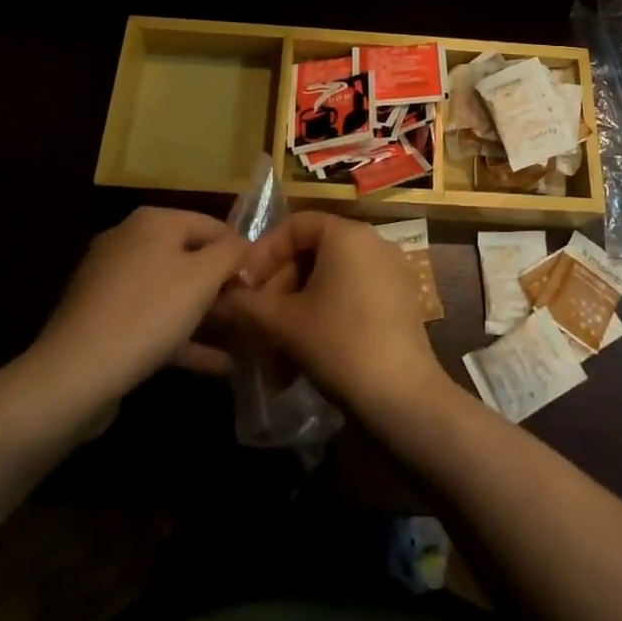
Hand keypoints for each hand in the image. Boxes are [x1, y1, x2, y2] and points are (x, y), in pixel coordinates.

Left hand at [18, 207, 248, 424]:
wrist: (73, 376)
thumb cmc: (149, 313)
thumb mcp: (204, 277)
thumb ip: (232, 253)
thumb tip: (245, 246)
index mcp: (153, 221)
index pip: (214, 225)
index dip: (242, 253)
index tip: (263, 284)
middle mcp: (129, 241)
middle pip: (192, 258)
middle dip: (223, 287)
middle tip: (252, 314)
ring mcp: (112, 283)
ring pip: (173, 293)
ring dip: (207, 316)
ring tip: (242, 340)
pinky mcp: (103, 321)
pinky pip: (154, 321)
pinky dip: (183, 337)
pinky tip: (216, 364)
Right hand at [219, 211, 450, 426]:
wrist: (402, 396)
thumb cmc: (339, 343)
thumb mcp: (284, 323)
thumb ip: (247, 304)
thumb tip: (220, 298)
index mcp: (348, 234)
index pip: (296, 224)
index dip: (263, 252)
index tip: (244, 285)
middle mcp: (373, 242)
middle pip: (313, 251)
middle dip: (278, 285)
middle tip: (256, 319)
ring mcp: (390, 272)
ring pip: (330, 279)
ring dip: (296, 308)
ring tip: (274, 348)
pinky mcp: (399, 301)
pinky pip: (351, 295)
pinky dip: (324, 316)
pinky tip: (303, 356)